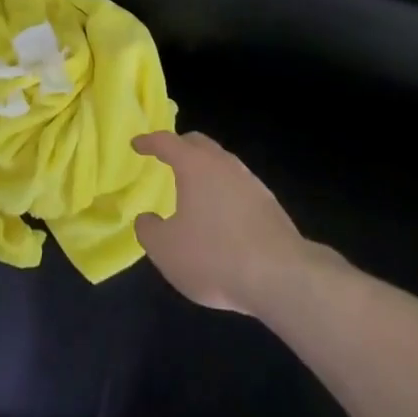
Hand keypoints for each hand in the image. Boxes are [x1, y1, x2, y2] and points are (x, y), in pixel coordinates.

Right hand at [132, 131, 312, 315]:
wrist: (280, 275)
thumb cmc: (214, 256)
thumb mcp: (166, 250)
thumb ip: (149, 230)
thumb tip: (147, 219)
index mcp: (194, 165)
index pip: (166, 142)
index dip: (149, 142)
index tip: (137, 144)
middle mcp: (223, 163)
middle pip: (198, 144)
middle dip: (179, 147)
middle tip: (165, 158)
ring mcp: (249, 180)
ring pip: (221, 163)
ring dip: (204, 170)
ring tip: (193, 189)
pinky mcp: (268, 203)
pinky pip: (237, 185)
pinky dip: (223, 191)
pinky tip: (220, 215)